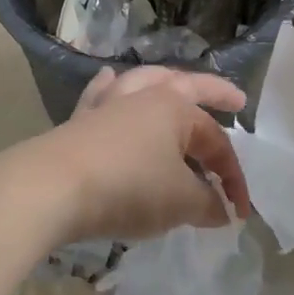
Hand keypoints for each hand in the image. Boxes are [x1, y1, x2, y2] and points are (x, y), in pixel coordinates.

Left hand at [12, 67, 251, 243]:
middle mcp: (144, 96)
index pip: (216, 142)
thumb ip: (207, 203)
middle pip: (186, 87)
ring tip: (173, 82)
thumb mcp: (180, 202)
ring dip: (162, 82)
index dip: (233, 178)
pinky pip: (100, 95)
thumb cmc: (128, 187)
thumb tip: (219, 208)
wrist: (54, 187)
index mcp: (176, 108)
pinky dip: (109, 88)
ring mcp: (108, 104)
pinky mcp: (80, 120)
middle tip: (235, 99)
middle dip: (214, 92)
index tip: (239, 213)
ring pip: (142, 82)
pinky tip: (109, 82)